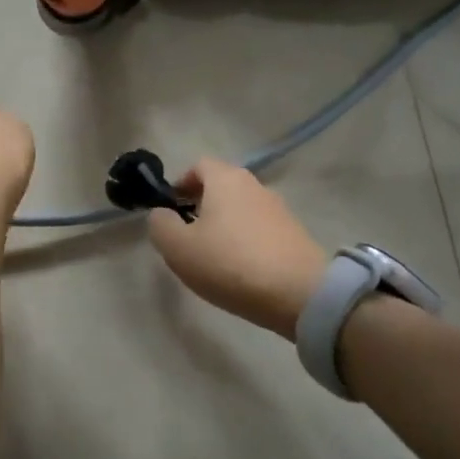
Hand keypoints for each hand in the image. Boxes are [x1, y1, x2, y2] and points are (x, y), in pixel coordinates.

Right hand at [147, 159, 326, 337]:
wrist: (299, 293)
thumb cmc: (230, 263)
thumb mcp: (178, 248)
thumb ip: (160, 225)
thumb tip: (162, 214)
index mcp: (225, 179)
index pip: (199, 165)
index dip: (181, 183)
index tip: (171, 209)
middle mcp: (255, 185)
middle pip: (221, 186)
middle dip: (201, 205)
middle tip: (187, 236)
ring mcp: (279, 209)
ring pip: (241, 209)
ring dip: (224, 225)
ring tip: (212, 257)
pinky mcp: (294, 234)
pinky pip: (259, 230)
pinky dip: (245, 241)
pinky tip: (239, 269)